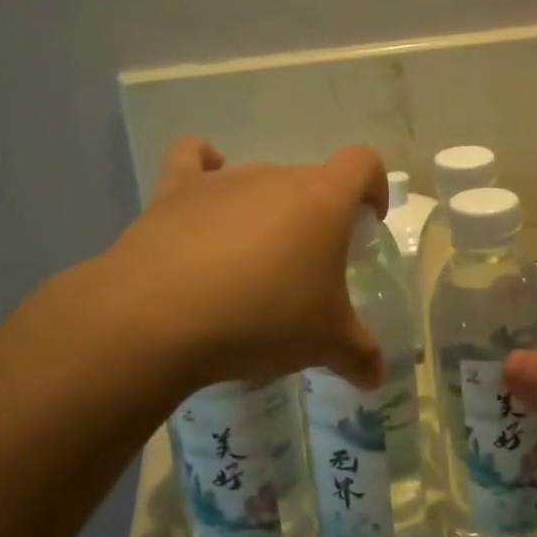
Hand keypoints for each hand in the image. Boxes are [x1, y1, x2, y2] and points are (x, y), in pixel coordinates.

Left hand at [101, 138, 390, 396]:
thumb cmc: (262, 319)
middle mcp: (276, 176)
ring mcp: (223, 180)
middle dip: (317, 216)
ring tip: (252, 263)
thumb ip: (360, 355)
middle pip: (310, 180)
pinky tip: (205, 194)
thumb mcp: (325, 344)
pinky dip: (203, 166)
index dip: (373, 187)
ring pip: (259, 181)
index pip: (363, 164)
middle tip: (307, 268)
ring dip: (266, 211)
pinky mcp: (175, 190)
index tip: (367, 222)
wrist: (160, 317)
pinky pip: (193, 159)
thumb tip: (376, 377)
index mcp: (323, 199)